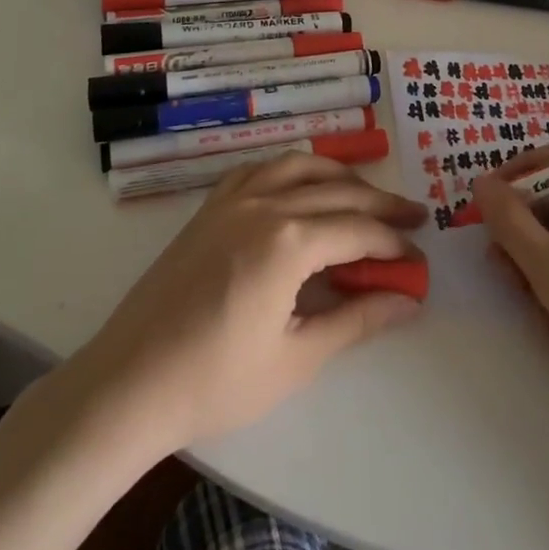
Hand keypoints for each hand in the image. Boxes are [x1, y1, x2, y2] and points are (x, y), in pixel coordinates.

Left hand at [76, 154, 426, 453]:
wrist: (129, 382)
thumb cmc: (215, 381)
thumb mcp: (296, 358)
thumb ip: (356, 320)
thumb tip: (407, 300)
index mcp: (288, 241)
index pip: (358, 230)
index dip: (393, 245)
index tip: (419, 260)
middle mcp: (264, 204)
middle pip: (337, 191)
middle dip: (380, 204)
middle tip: (413, 219)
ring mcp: (232, 200)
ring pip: (298, 166)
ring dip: (338, 176)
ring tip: (365, 193)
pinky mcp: (209, 207)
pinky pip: (259, 169)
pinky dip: (290, 170)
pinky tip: (299, 187)